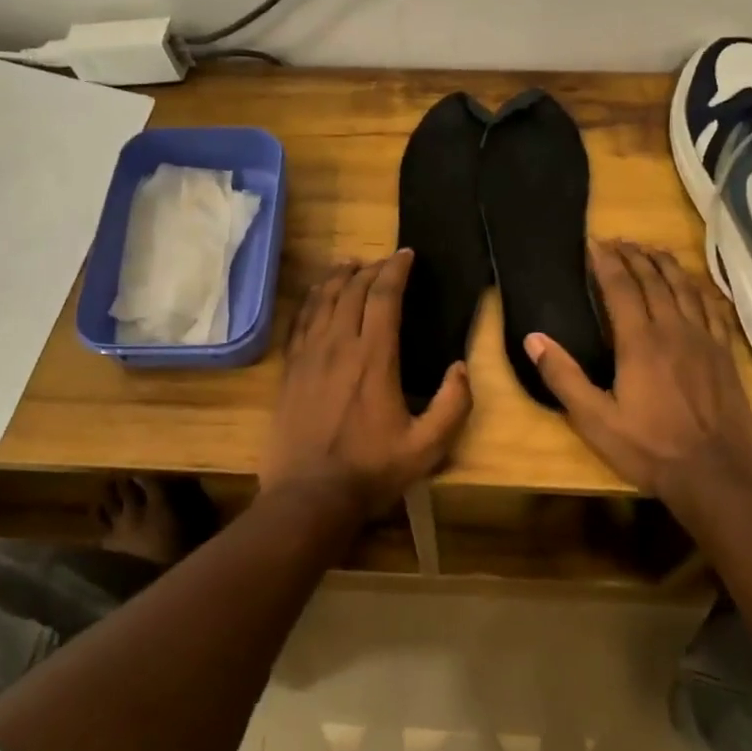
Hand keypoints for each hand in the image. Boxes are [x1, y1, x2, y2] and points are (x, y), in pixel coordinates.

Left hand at [263, 250, 471, 517]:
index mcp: (374, 357)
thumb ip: (453, 405)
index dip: (396, 269)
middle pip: (352, 290)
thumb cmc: (371, 470)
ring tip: (350, 263)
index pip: (384, 296)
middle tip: (385, 261)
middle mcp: (339, 345)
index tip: (406, 255)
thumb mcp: (427, 447)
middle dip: (371, 268)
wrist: (309, 495)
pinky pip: (299, 321)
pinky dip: (311, 300)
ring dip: (338, 276)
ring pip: (322, 299)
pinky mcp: (290, 369)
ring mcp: (309, 355)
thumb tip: (460, 367)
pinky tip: (316, 295)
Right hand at [525, 240, 751, 509]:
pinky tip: (695, 285)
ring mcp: (704, 340)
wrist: (715, 476)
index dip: (606, 261)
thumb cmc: (649, 448)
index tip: (594, 243)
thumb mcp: (594, 420)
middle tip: (619, 241)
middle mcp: (673, 329)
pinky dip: (701, 289)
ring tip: (653, 250)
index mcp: (639, 341)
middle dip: (634, 255)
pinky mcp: (725, 354)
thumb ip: (563, 377)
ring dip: (666, 264)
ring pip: (685, 288)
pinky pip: (713, 309)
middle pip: (653, 279)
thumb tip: (533, 339)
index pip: (620, 286)